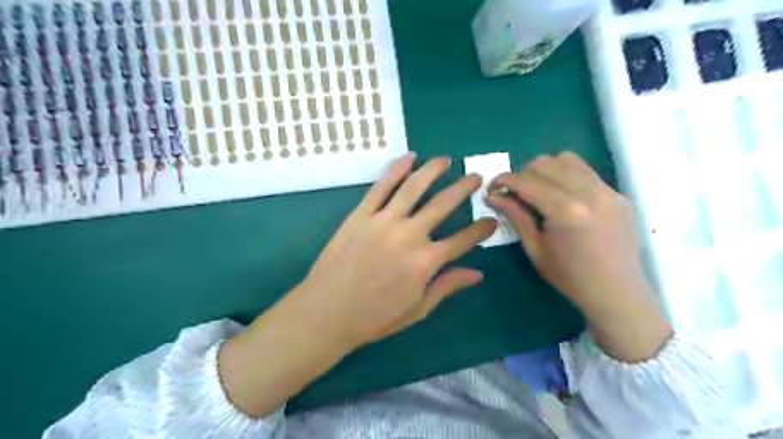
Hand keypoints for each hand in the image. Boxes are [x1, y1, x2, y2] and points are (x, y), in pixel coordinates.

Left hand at [290, 153, 497, 351]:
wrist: (327, 312)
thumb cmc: (374, 317)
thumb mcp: (417, 309)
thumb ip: (447, 287)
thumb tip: (478, 273)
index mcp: (426, 262)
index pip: (463, 240)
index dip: (481, 229)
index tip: (491, 220)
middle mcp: (410, 235)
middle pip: (443, 204)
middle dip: (464, 188)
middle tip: (476, 177)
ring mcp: (384, 221)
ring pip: (414, 187)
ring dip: (433, 170)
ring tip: (445, 160)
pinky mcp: (361, 214)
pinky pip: (381, 187)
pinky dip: (396, 169)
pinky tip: (409, 158)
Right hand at [488, 153, 669, 361]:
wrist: (617, 292)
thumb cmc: (569, 276)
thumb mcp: (535, 248)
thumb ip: (515, 216)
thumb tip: (493, 195)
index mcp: (566, 211)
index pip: (527, 181)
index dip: (504, 180)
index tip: (492, 187)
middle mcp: (589, 193)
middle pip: (546, 164)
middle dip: (523, 173)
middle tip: (513, 192)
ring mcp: (608, 190)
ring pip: (567, 160)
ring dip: (545, 169)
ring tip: (537, 189)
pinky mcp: (618, 193)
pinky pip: (585, 172)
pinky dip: (566, 175)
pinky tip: (562, 195)